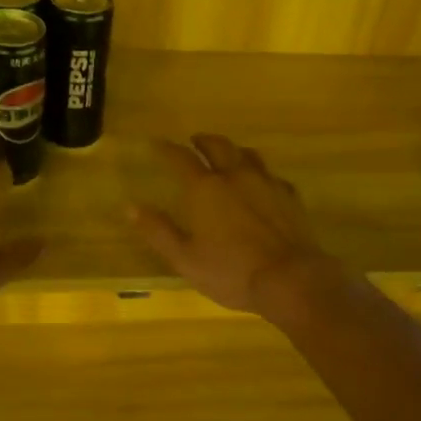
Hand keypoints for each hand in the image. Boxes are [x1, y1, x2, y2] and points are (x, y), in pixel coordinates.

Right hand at [128, 134, 346, 318]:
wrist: (290, 279)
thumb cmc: (232, 271)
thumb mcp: (185, 258)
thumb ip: (158, 231)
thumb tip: (130, 206)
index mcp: (206, 189)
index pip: (181, 159)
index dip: (167, 149)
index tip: (157, 143)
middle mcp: (236, 176)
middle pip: (218, 146)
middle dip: (203, 140)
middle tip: (195, 140)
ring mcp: (267, 184)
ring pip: (248, 155)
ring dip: (233, 150)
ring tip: (228, 155)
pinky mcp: (290, 197)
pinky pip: (272, 176)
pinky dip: (260, 174)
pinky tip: (262, 184)